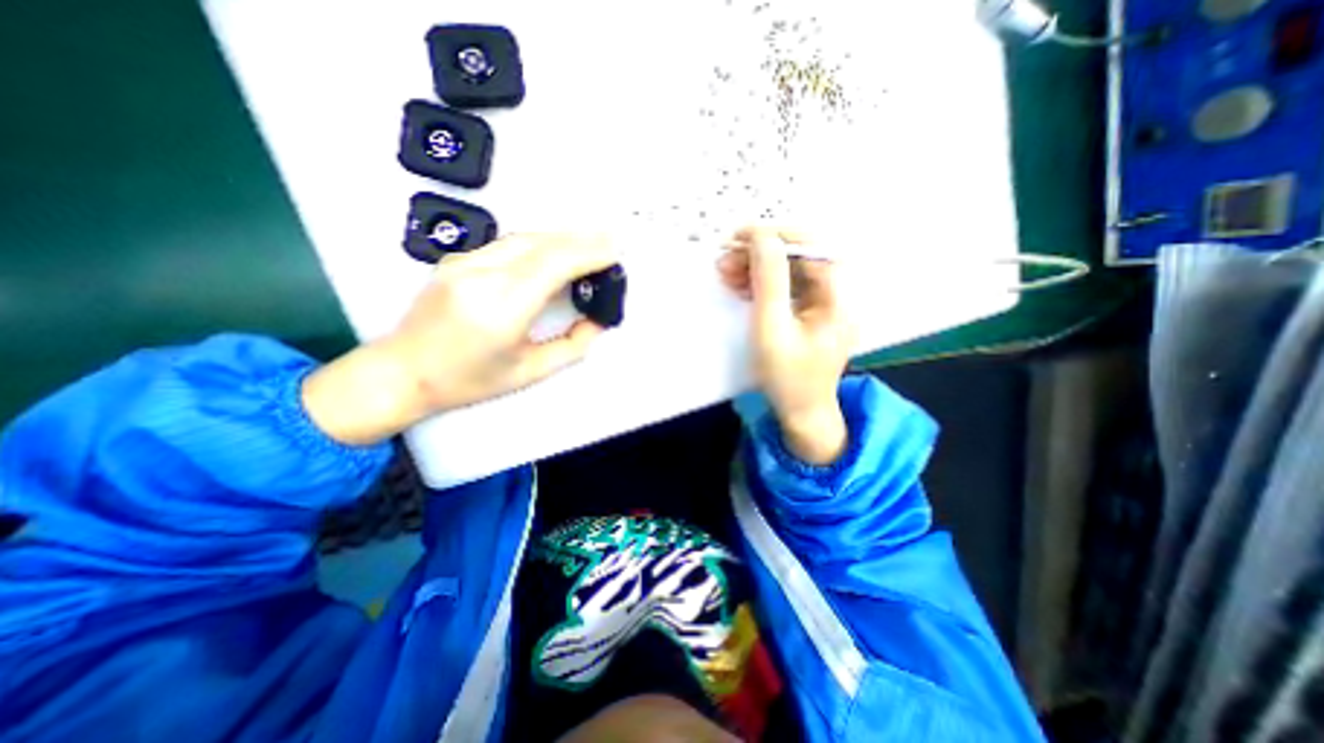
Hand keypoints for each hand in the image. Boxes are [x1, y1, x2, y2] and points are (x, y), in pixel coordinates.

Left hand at [309, 231, 616, 440]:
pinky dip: (540, 243)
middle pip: (542, 243)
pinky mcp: (456, 259)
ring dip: (562, 238)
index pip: (554, 264)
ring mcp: (464, 262)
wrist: (401, 372)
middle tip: (611, 243)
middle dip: (582, 240)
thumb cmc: (468, 381)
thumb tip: (598, 322)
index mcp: (501, 308)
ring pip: (525, 238)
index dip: (589, 253)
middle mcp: (481, 276)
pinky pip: (508, 244)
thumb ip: (572, 347)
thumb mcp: (529, 372)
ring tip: (590, 245)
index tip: (616, 252)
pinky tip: (555, 251)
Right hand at [721, 227, 853, 464]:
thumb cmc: (787, 377)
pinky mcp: (808, 313)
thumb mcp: (772, 329)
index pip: (811, 247)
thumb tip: (762, 238)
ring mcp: (823, 303)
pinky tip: (740, 286)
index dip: (776, 236)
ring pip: (789, 271)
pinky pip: (785, 288)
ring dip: (757, 267)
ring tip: (726, 271)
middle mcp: (836, 294)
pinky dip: (762, 283)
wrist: (801, 412)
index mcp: (837, 296)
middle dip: (760, 254)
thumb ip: (768, 281)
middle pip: (799, 257)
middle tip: (725, 259)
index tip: (740, 237)